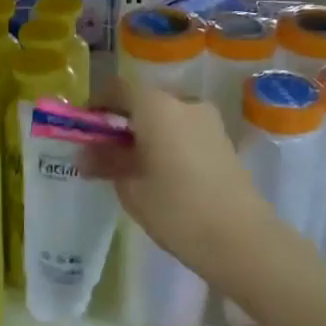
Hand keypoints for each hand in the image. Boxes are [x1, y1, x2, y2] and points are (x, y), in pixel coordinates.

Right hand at [86, 76, 275, 283]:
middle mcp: (184, 102)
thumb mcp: (131, 187)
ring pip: (166, 116)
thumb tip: (87, 152)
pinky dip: (168, 142)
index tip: (85, 129)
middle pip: (144, 101)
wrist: (239, 236)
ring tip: (134, 168)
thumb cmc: (176, 208)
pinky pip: (185, 130)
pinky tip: (163, 174)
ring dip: (147, 133)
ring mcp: (208, 119)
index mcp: (156, 106)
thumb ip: (107, 161)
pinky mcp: (222, 139)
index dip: (97, 104)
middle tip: (105, 153)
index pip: (118, 88)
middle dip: (122, 122)